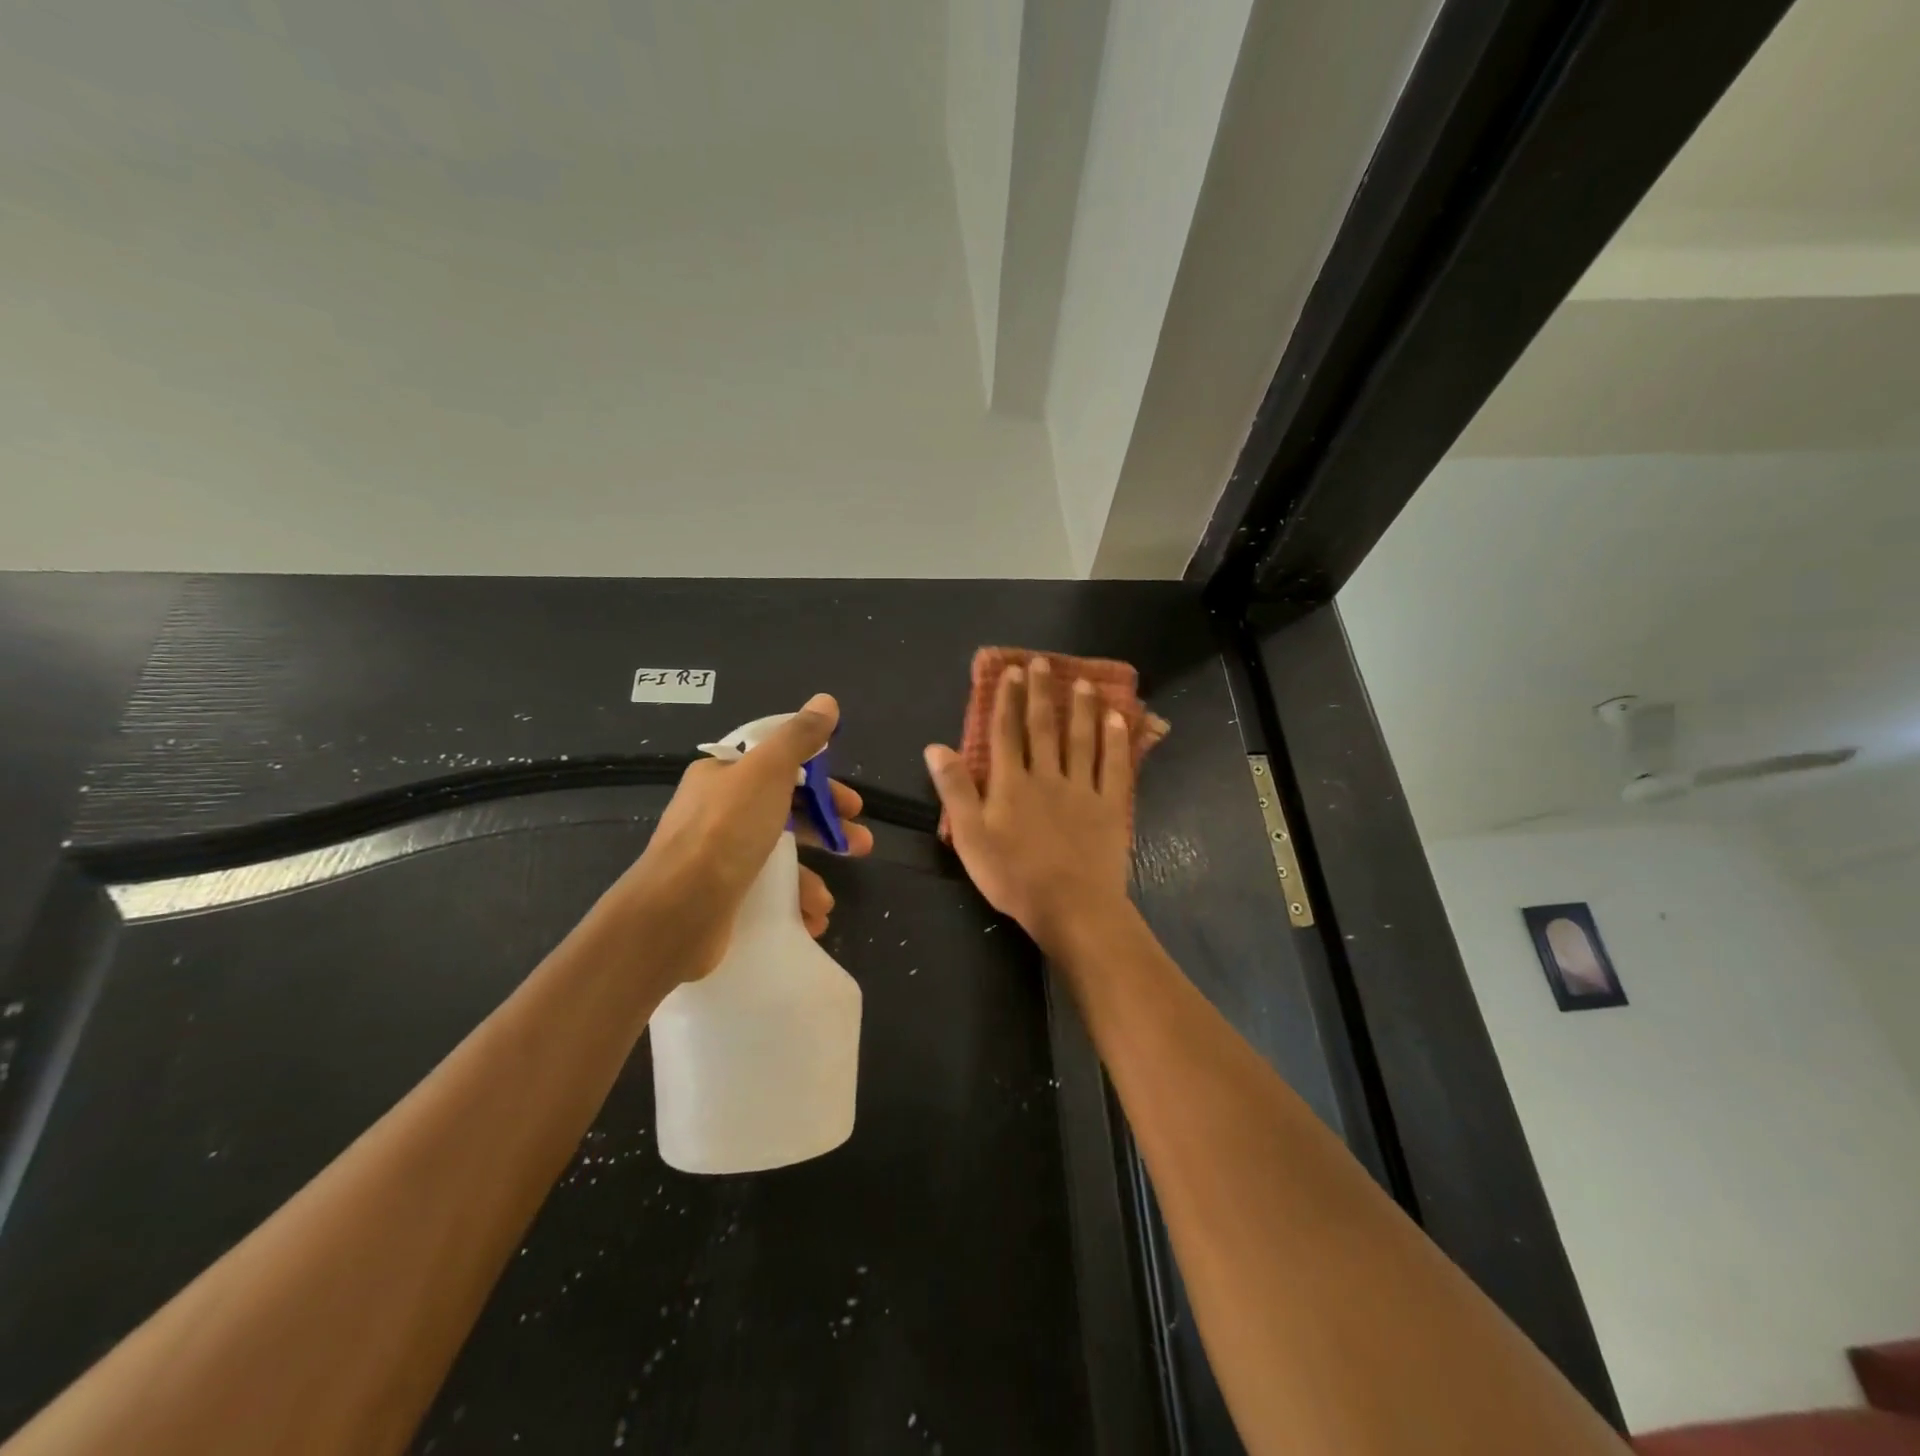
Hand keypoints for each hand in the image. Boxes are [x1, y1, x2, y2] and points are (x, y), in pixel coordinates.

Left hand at [609, 694, 873, 980]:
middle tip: (860, 845)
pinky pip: (768, 893)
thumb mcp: (767, 771)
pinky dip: (793, 903)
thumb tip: (826, 701)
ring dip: (812, 875)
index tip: (850, 802)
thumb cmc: (726, 831)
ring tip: (828, 900)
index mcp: (723, 777)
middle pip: (786, 812)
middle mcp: (718, 813)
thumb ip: (799, 737)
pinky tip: (810, 918)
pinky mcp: (722, 898)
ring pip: (779, 857)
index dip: (820, 781)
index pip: (779, 767)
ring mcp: (719, 858)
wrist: (677, 911)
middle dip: (827, 829)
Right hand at [923, 658, 1132, 951]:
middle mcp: (1047, 776)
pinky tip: (1117, 720)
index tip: (1010, 672)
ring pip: (1081, 740)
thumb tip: (935, 746)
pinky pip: (1114, 767)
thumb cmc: (1014, 877)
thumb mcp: (970, 837)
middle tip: (1042, 663)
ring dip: (1080, 709)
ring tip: (1082, 682)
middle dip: (1041, 693)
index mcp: (1011, 784)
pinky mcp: (1110, 807)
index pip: (1006, 733)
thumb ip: (955, 790)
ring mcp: (1082, 790)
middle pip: (1043, 727)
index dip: (1007, 700)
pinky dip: (1116, 741)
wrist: (1071, 908)